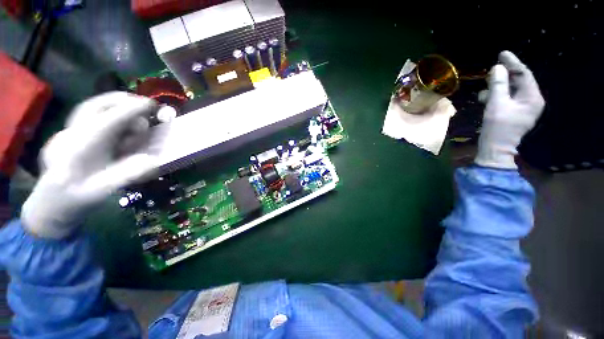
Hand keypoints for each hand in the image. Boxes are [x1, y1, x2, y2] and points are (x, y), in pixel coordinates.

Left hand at [21, 92, 159, 238]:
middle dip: (121, 101)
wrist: (50, 204)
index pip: (107, 120)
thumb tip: (153, 160)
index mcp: (79, 147)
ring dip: (115, 108)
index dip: (130, 110)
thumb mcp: (102, 192)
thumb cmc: (75, 199)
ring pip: (91, 109)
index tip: (151, 104)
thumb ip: (125, 175)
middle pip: (94, 105)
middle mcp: (72, 134)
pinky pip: (90, 117)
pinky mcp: (69, 135)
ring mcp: (68, 133)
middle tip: (144, 105)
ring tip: (134, 118)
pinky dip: (108, 114)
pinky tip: (119, 125)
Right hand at [475, 51, 544, 168]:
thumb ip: (498, 85)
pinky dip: (497, 95)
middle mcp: (531, 100)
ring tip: (485, 91)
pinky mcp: (514, 112)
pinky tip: (486, 98)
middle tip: (490, 71)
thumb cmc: (498, 128)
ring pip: (511, 89)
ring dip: (497, 87)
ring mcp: (523, 107)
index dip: (512, 63)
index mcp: (532, 97)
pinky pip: (507, 98)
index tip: (501, 54)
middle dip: (504, 76)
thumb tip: (497, 67)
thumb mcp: (496, 105)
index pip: (524, 74)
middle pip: (518, 81)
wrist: (495, 149)